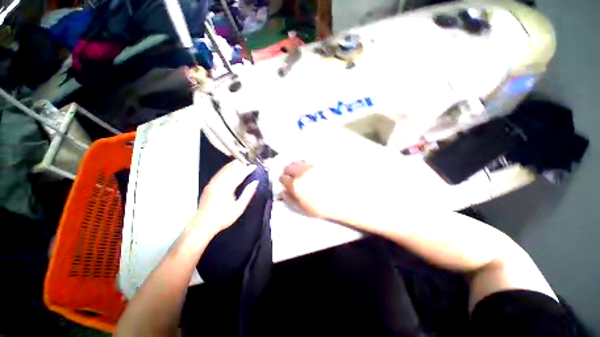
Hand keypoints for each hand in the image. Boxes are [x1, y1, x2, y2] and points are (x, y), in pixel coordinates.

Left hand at [190, 161, 258, 235]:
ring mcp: (212, 183)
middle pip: (231, 169)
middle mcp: (218, 183)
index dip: (247, 169)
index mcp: (226, 188)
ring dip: (233, 165)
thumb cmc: (223, 218)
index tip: (254, 166)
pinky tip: (229, 168)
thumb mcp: (239, 208)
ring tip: (241, 162)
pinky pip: (219, 173)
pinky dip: (226, 169)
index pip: (239, 174)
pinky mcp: (209, 186)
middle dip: (240, 165)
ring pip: (223, 170)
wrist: (203, 224)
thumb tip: (255, 182)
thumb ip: (248, 194)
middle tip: (249, 162)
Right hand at [279, 161, 355, 221]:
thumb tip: (282, 191)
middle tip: (292, 176)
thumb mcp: (303, 208)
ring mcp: (312, 167)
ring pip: (298, 161)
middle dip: (287, 171)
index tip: (286, 183)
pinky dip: (305, 163)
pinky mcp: (319, 163)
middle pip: (288, 167)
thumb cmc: (323, 207)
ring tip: (301, 172)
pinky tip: (310, 169)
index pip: (283, 178)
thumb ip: (290, 199)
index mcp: (296, 185)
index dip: (284, 181)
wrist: (344, 199)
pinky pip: (308, 160)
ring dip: (296, 166)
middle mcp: (302, 173)